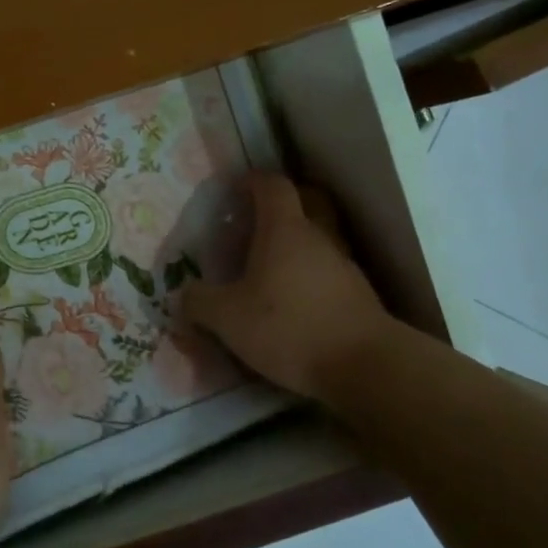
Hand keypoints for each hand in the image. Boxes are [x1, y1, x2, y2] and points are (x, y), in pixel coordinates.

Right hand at [181, 172, 394, 400]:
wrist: (365, 366)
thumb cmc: (289, 327)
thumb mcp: (228, 319)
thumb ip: (199, 302)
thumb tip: (183, 294)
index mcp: (285, 230)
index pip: (273, 186)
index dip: (254, 180)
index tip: (237, 187)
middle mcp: (319, 238)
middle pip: (308, 201)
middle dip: (285, 203)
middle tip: (259, 219)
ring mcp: (344, 266)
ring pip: (321, 238)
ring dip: (299, 243)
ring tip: (271, 267)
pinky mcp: (359, 296)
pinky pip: (330, 271)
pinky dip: (311, 275)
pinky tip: (294, 301)